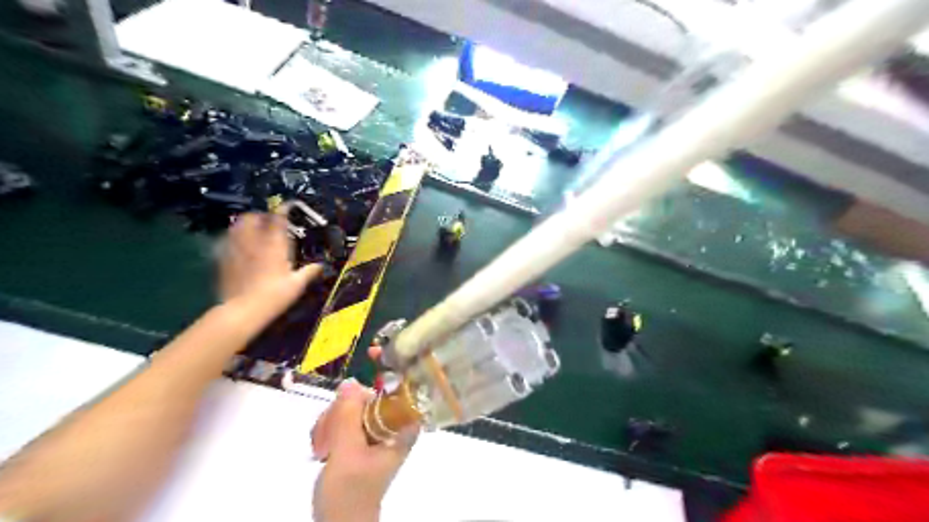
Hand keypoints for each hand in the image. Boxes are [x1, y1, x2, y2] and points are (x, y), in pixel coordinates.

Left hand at [218, 209, 322, 324]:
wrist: (243, 310)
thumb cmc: (275, 296)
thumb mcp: (297, 285)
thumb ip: (309, 272)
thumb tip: (321, 265)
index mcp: (274, 245)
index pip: (278, 219)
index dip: (283, 209)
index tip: (288, 205)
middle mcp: (254, 242)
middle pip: (252, 217)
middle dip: (261, 215)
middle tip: (269, 220)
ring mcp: (236, 249)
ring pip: (237, 226)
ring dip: (245, 224)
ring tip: (253, 229)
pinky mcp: (223, 259)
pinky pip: (227, 241)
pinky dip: (234, 238)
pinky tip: (239, 246)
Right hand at [311, 379, 417, 521]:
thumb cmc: (350, 494)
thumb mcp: (347, 454)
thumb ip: (348, 417)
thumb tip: (351, 382)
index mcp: (403, 427)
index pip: (405, 387)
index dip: (392, 366)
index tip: (374, 350)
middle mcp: (393, 424)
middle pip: (368, 394)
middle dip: (341, 411)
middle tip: (327, 437)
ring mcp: (376, 430)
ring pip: (352, 405)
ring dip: (330, 423)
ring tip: (321, 450)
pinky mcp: (361, 437)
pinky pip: (343, 418)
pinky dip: (328, 429)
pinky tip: (321, 449)